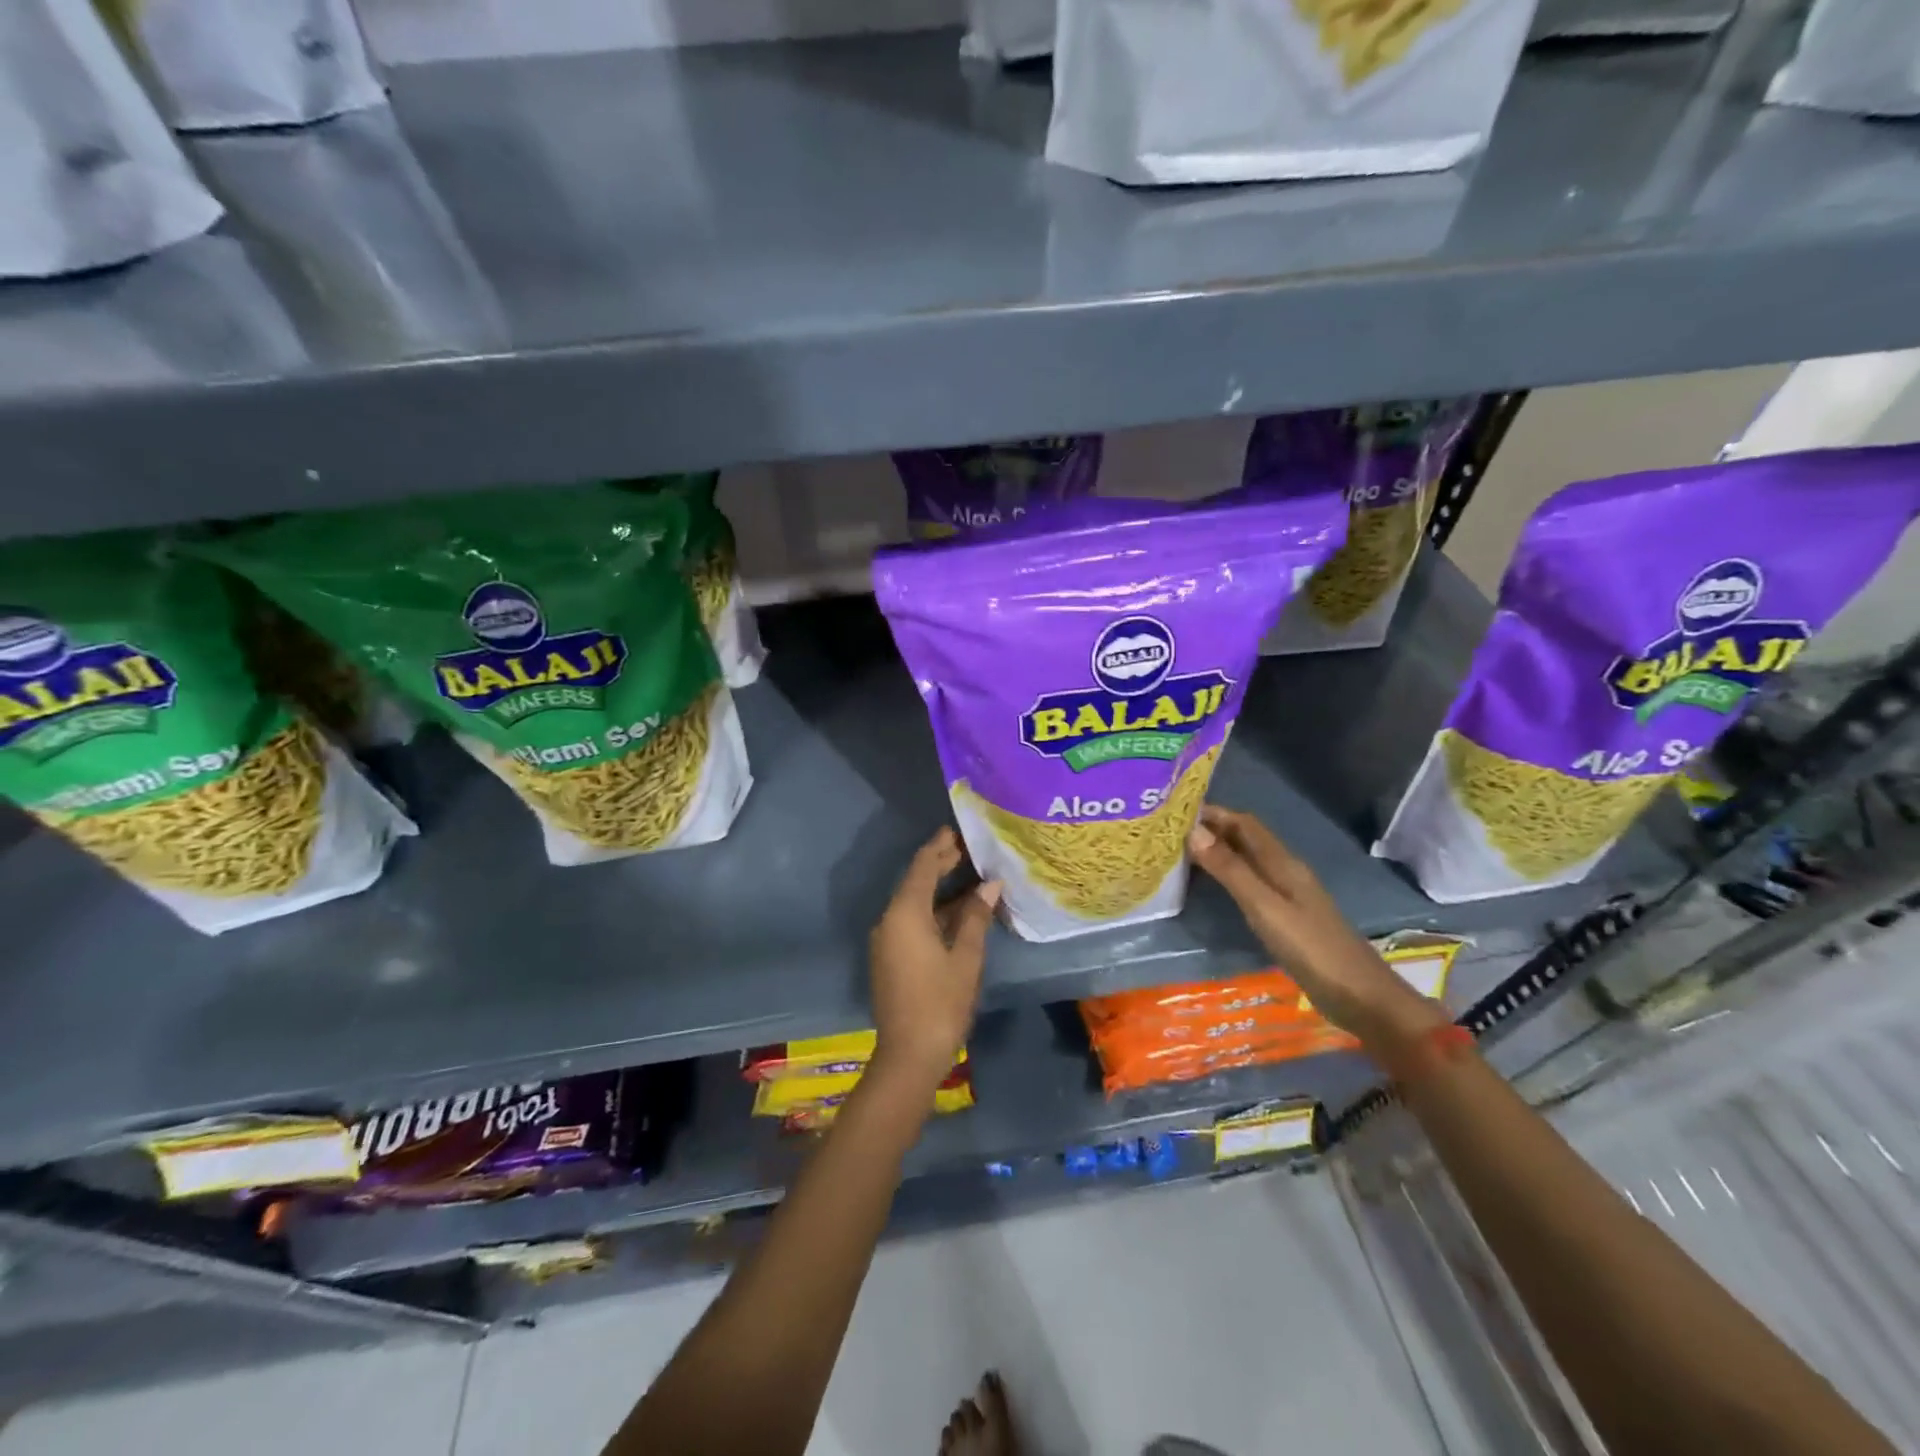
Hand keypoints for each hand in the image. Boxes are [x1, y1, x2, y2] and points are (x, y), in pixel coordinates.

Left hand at [868, 828, 1000, 1092]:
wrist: (908, 1056)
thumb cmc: (941, 1003)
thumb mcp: (965, 957)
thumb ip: (975, 917)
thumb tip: (989, 886)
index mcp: (905, 913)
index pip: (922, 867)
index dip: (940, 846)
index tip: (958, 830)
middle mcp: (889, 920)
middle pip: (915, 882)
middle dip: (940, 864)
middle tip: (969, 849)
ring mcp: (887, 939)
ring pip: (913, 903)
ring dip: (939, 889)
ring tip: (971, 876)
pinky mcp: (890, 956)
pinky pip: (911, 920)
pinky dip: (933, 910)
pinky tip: (958, 911)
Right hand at [1187, 806, 1444, 1050]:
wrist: (1362, 997)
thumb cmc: (1312, 949)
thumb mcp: (1265, 908)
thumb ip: (1231, 870)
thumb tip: (1193, 831)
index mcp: (1283, 863)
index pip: (1244, 823)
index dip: (1213, 812)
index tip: (1175, 811)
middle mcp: (1285, 871)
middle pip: (1246, 839)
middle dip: (1212, 829)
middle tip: (1170, 832)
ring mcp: (1288, 895)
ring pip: (1248, 861)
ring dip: (1218, 853)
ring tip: (1181, 855)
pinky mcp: (1287, 917)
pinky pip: (1251, 884)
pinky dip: (1228, 876)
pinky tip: (1211, 889)